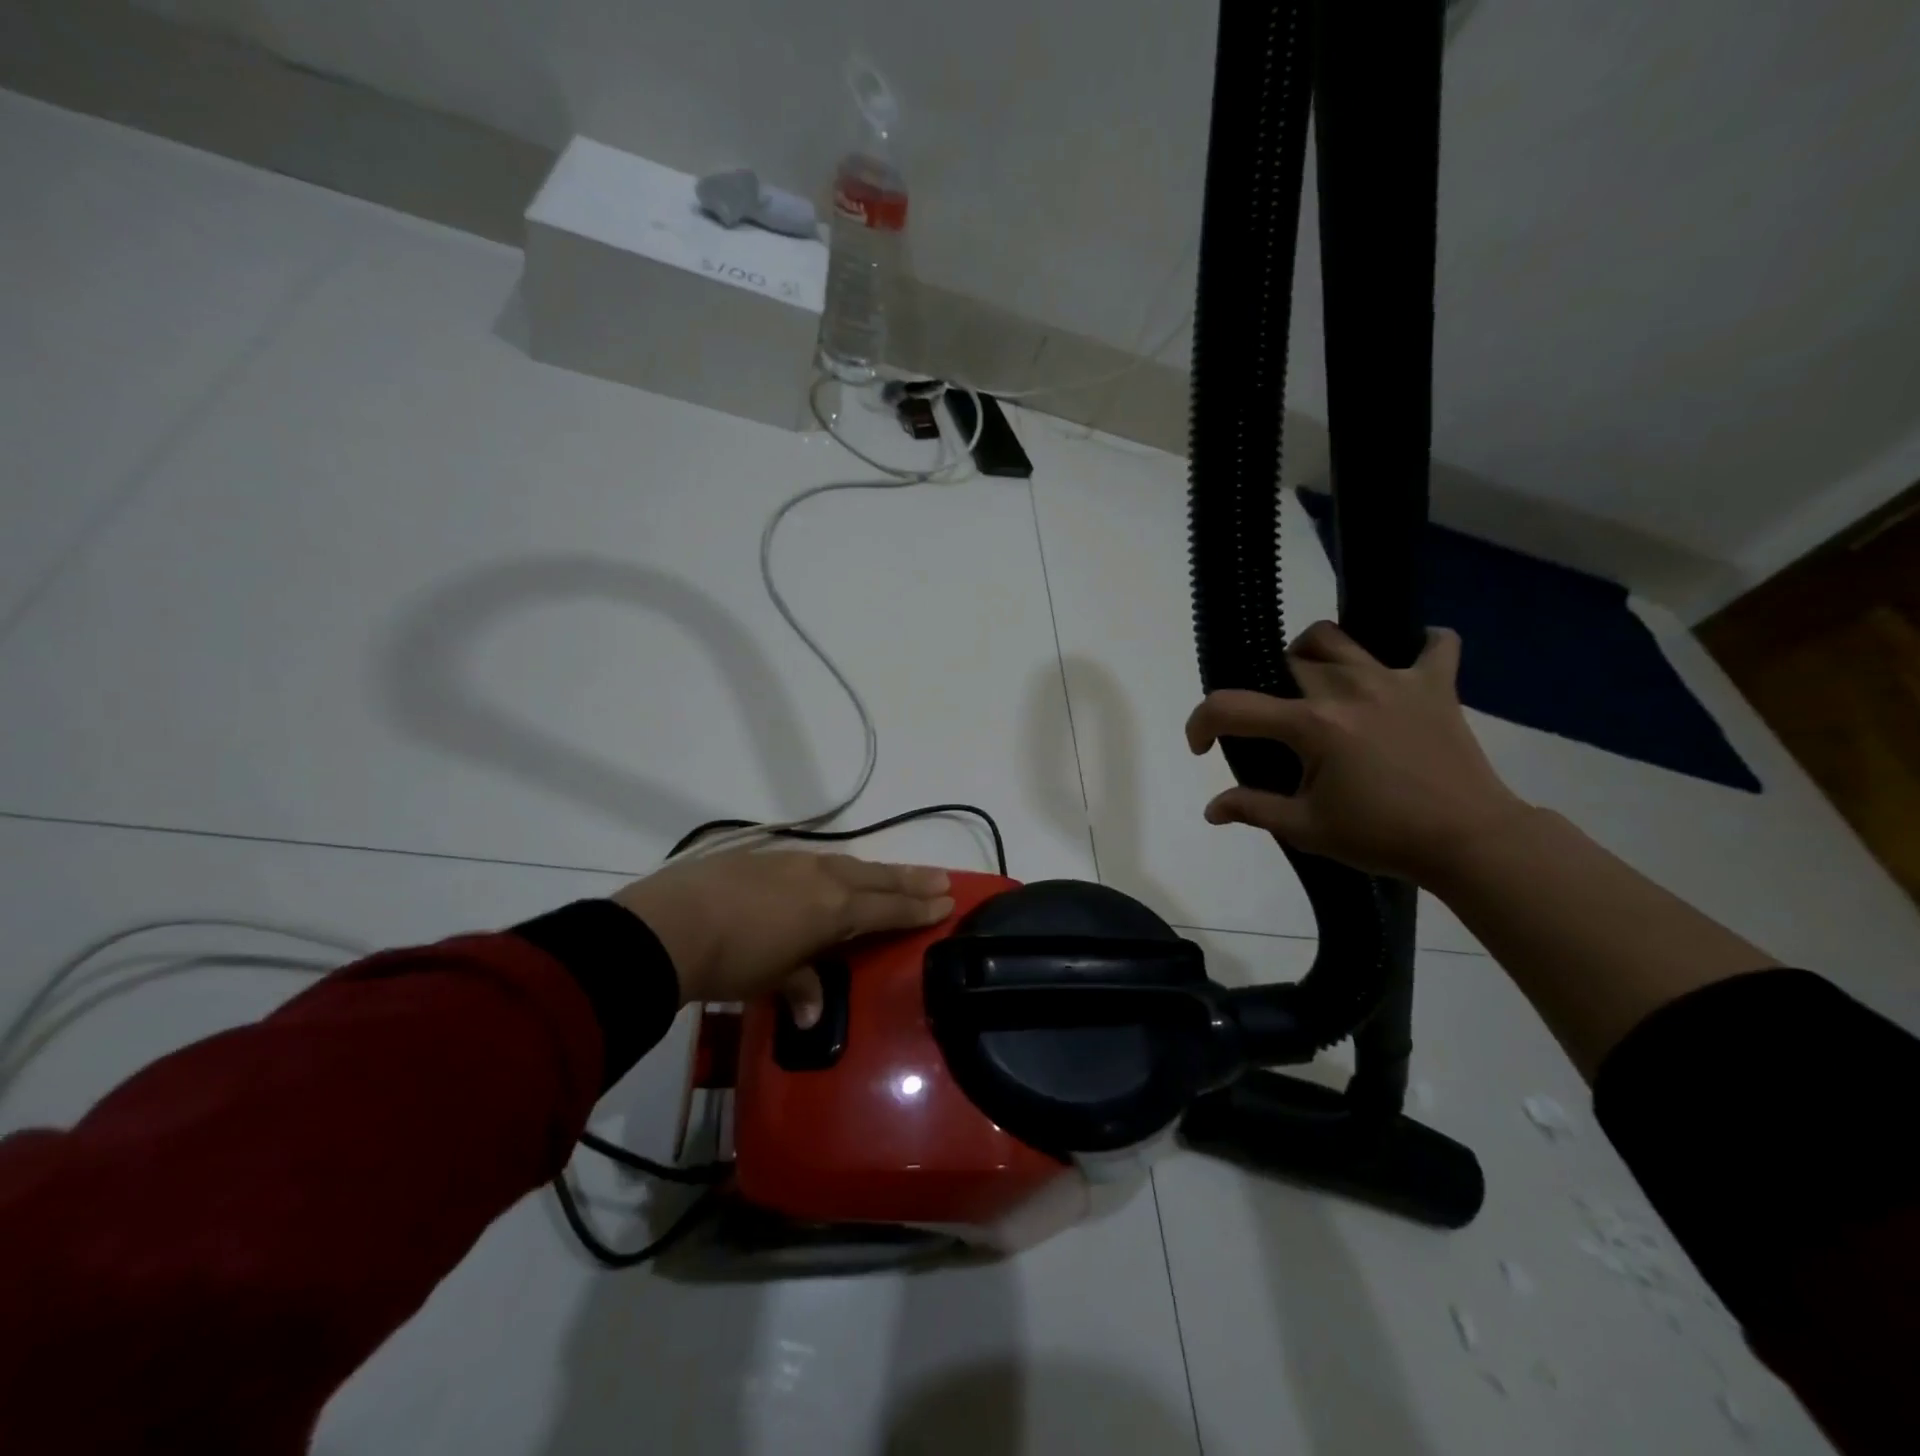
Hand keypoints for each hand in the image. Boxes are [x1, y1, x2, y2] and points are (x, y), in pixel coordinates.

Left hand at [613, 850, 953, 1015]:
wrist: (673, 925)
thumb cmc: (733, 961)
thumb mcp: (773, 979)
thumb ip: (801, 987)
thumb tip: (810, 1014)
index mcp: (834, 909)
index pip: (888, 908)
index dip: (918, 907)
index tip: (946, 901)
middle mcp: (822, 878)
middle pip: (878, 878)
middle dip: (911, 880)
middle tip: (941, 877)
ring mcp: (793, 862)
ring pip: (848, 864)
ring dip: (877, 871)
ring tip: (894, 874)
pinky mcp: (764, 856)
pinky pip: (815, 861)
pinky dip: (836, 868)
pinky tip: (831, 873)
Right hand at [1185, 622, 1531, 883]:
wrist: (1470, 843)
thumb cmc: (1382, 837)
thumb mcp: (1307, 829)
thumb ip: (1253, 809)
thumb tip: (1211, 809)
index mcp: (1311, 724)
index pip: (1231, 708)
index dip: (1200, 724)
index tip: (1201, 748)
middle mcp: (1347, 688)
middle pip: (1285, 663)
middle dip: (1264, 688)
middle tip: (1273, 726)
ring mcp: (1395, 680)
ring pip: (1337, 639)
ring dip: (1314, 655)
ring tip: (1316, 685)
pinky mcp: (1436, 685)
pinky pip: (1433, 645)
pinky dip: (1417, 646)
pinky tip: (1403, 665)